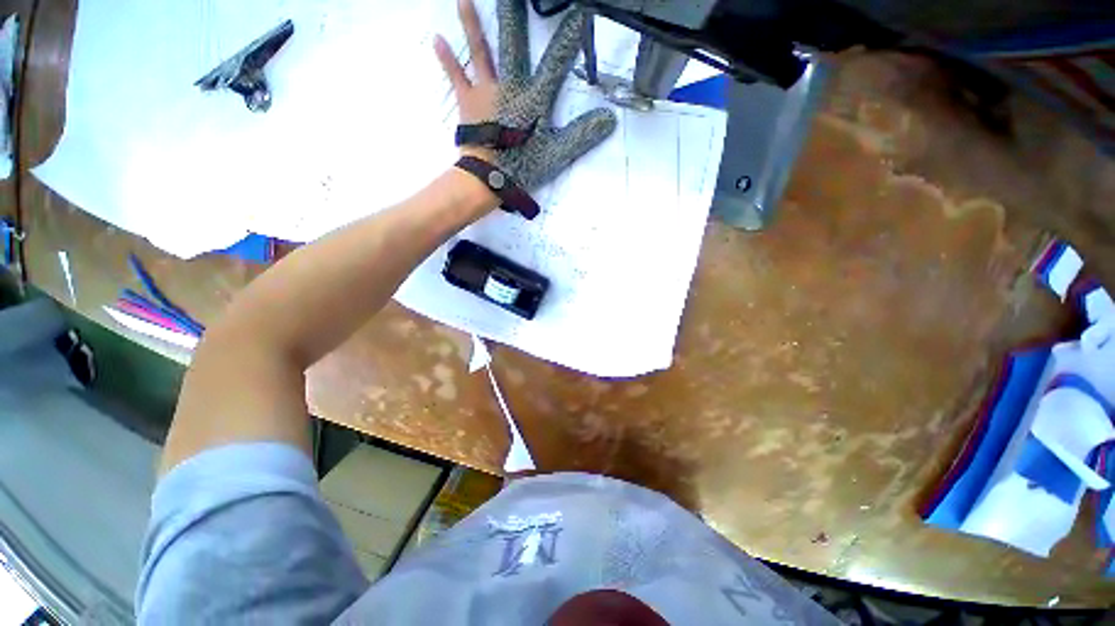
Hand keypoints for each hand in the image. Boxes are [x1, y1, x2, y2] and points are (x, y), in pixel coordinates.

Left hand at [435, 0, 616, 189]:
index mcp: (534, 98)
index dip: (567, 40)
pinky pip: (456, 76)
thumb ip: (581, 135)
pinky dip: (447, 58)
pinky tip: (437, 38)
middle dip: (514, 16)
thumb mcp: (556, 154)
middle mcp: (509, 86)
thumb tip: (609, 119)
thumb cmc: (522, 167)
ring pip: (481, 52)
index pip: (555, 63)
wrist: (488, 178)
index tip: (578, 14)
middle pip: (513, 44)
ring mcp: (486, 91)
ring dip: (472, 24)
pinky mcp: (467, 102)